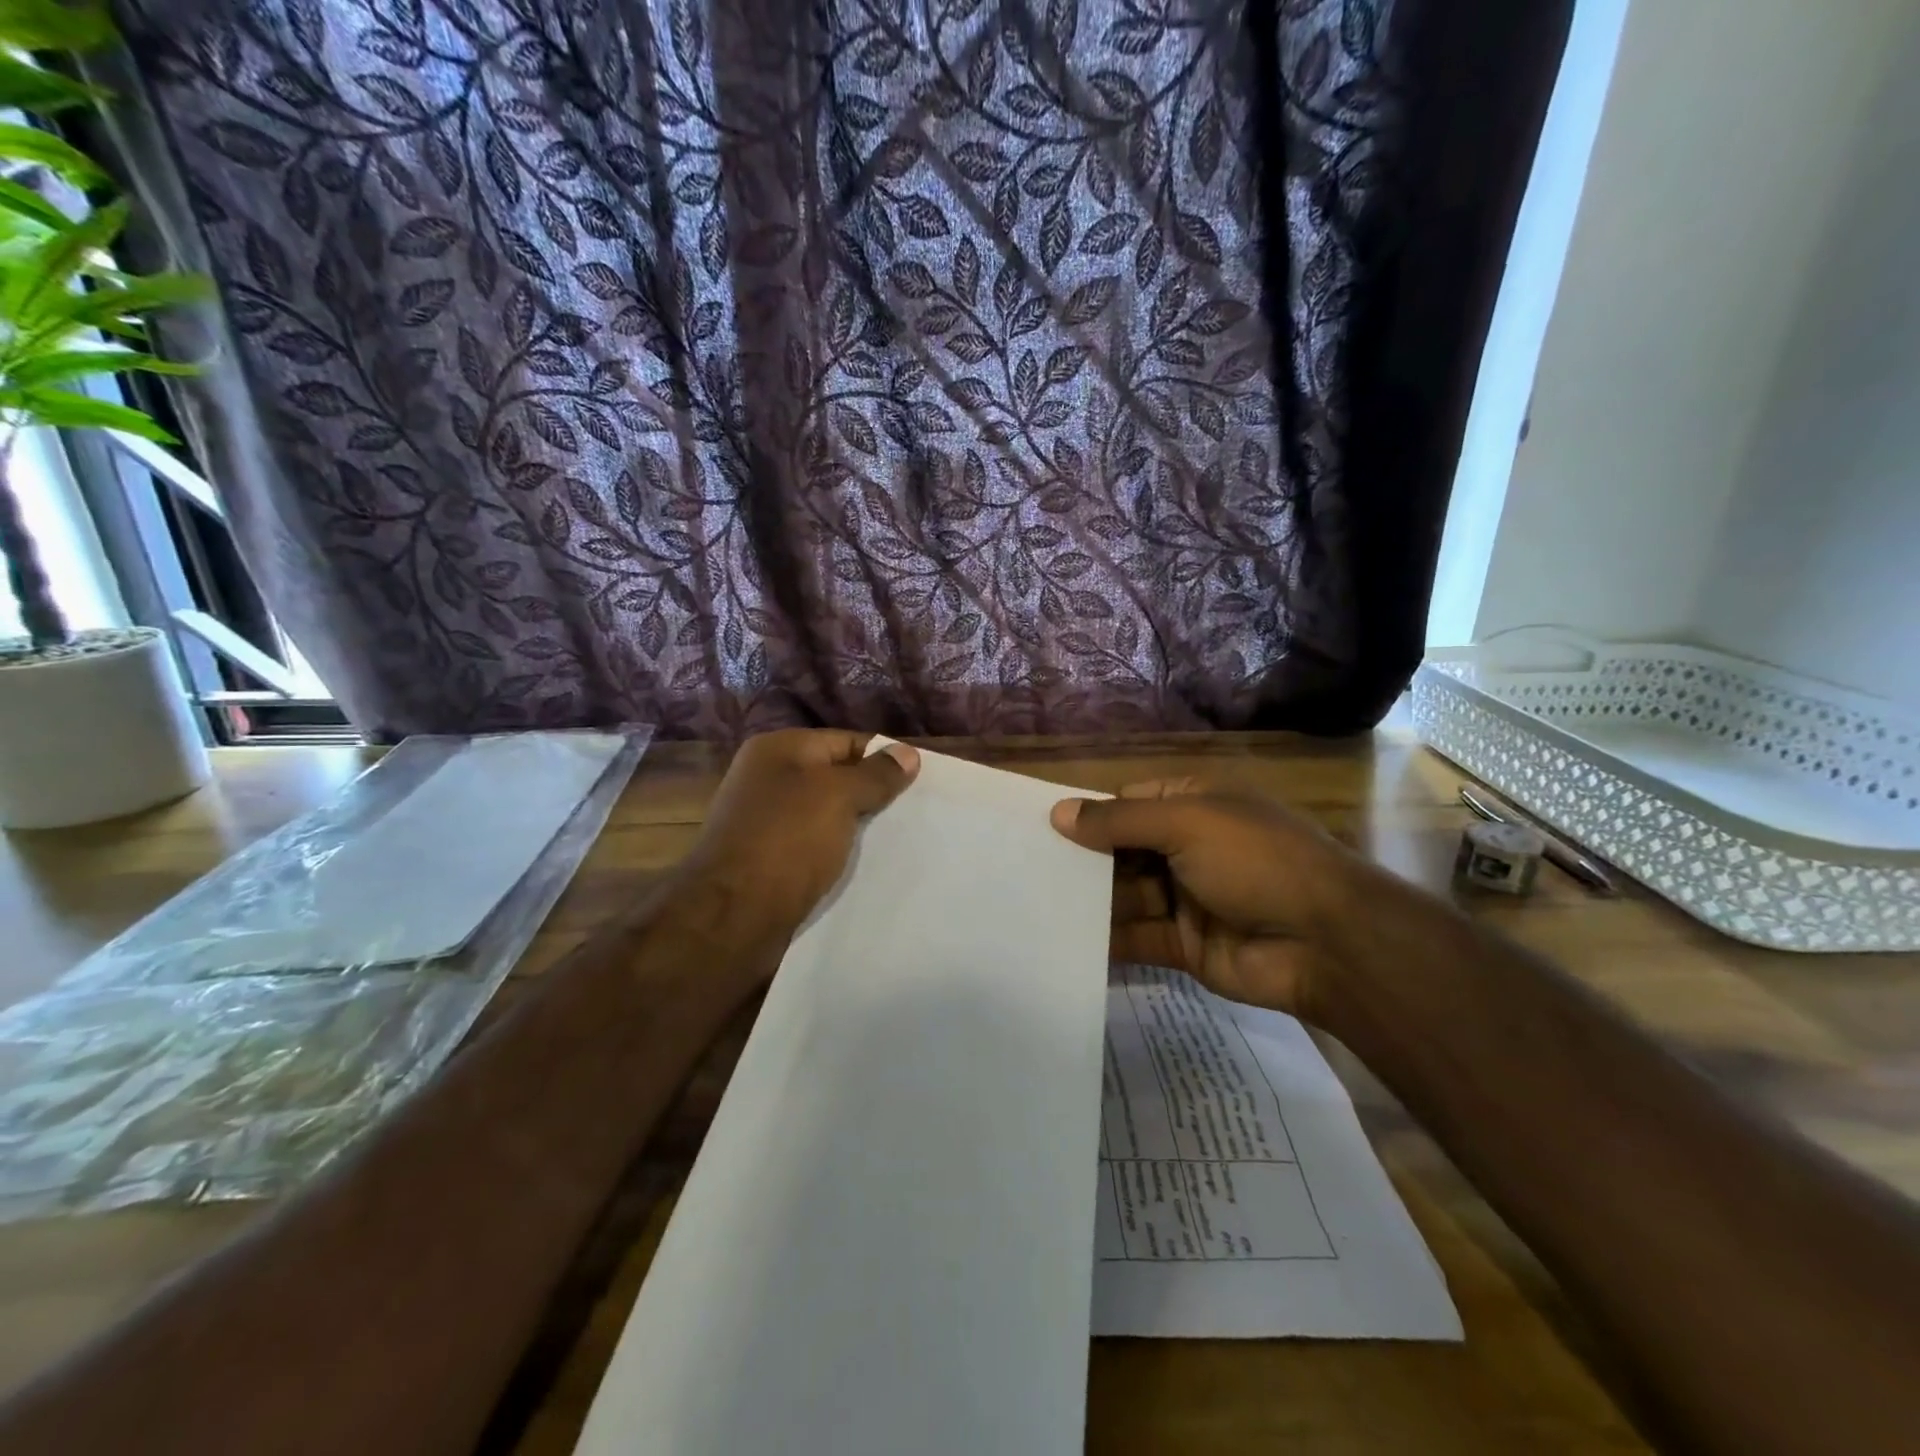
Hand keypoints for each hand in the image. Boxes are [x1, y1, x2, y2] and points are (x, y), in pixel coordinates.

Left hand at [678, 729, 919, 939]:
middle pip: (835, 778)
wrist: (732, 917)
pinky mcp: (768, 861)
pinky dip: (838, 854)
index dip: (883, 758)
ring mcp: (765, 822)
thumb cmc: (787, 841)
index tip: (920, 781)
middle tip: (915, 813)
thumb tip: (907, 752)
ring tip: (900, 841)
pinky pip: (814, 847)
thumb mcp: (839, 796)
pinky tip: (866, 868)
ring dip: (857, 828)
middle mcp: (767, 780)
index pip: (846, 742)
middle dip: (873, 795)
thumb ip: (876, 774)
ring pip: (826, 816)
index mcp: (778, 750)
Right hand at [1050, 779, 1370, 1017]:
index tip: (1040, 827)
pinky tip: (1062, 941)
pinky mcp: (1183, 944)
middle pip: (1121, 851)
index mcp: (1194, 805)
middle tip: (1025, 871)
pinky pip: (1135, 937)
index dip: (1088, 814)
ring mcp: (1185, 898)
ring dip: (1087, 901)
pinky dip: (1104, 940)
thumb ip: (1120, 821)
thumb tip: (1058, 812)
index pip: (1129, 803)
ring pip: (1124, 895)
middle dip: (1082, 860)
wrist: (1327, 943)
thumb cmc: (1256, 860)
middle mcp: (1186, 848)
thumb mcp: (1186, 822)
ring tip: (1032, 906)